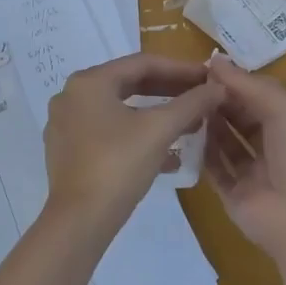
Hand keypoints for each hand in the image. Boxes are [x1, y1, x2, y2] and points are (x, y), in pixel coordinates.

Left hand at [43, 55, 222, 234]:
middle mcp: (71, 96)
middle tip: (201, 98)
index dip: (180, 69)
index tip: (208, 77)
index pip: (142, 63)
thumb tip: (219, 87)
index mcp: (89, 82)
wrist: (80, 220)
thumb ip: (191, 103)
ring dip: (156, 116)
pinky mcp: (67, 152)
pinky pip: (108, 133)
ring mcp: (66, 125)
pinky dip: (137, 136)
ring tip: (190, 126)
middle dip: (169, 92)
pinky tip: (167, 156)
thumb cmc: (118, 165)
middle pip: (129, 85)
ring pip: (120, 111)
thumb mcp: (159, 130)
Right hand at [203, 56, 285, 271]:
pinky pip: (216, 170)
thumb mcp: (285, 109)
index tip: (206, 67)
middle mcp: (275, 148)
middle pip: (242, 119)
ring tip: (184, 105)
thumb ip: (249, 85)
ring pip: (227, 144)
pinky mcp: (235, 196)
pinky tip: (184, 135)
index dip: (237, 82)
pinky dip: (202, 154)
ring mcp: (255, 174)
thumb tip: (216, 61)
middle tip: (189, 85)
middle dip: (220, 102)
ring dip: (210, 125)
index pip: (261, 97)